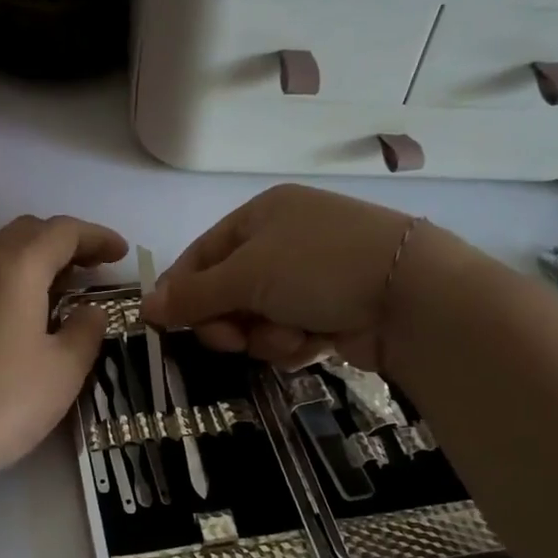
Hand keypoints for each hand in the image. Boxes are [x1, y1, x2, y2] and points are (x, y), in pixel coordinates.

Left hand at [0, 216, 127, 494]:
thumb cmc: (2, 401)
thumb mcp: (63, 370)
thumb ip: (86, 331)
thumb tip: (90, 311)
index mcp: (17, 266)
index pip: (63, 232)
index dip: (97, 237)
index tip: (122, 254)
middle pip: (27, 232)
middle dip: (65, 242)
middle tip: (93, 269)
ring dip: (33, 256)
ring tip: (59, 288)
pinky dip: (9, 277)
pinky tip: (20, 313)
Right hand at [143, 185, 468, 369]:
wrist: (411, 296)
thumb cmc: (318, 267)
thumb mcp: (246, 275)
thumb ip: (193, 295)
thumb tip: (145, 307)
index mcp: (261, 215)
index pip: (202, 254)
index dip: (182, 290)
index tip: (166, 325)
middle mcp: (284, 240)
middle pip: (228, 291)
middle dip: (228, 320)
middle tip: (232, 339)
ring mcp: (311, 276)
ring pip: (258, 318)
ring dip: (265, 335)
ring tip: (290, 335)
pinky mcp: (333, 309)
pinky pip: (289, 332)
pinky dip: (294, 342)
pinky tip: (314, 341)